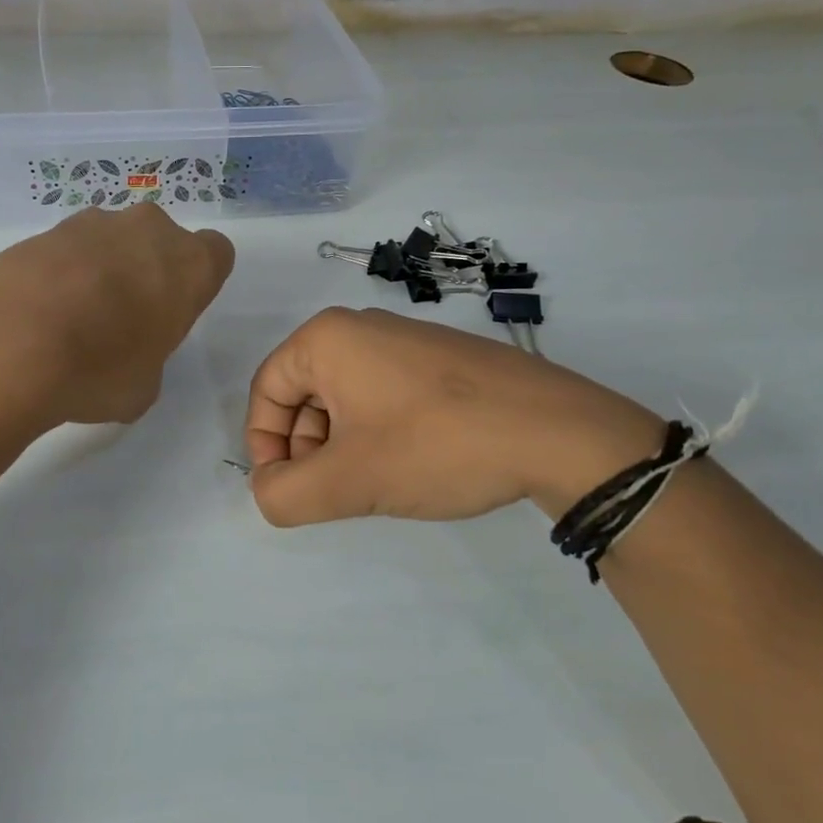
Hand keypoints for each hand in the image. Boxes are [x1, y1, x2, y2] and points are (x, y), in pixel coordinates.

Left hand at [0, 204, 234, 425]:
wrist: (11, 342)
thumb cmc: (99, 368)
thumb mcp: (143, 388)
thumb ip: (148, 360)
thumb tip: (126, 359)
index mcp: (189, 264)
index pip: (216, 254)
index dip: (196, 283)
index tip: (173, 312)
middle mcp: (147, 230)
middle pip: (159, 242)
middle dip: (146, 271)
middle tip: (123, 319)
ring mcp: (91, 223)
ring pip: (111, 241)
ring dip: (101, 270)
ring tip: (72, 319)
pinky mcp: (43, 230)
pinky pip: (66, 250)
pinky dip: (60, 274)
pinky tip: (39, 314)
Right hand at [244, 307, 663, 525]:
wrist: (558, 431)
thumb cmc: (436, 445)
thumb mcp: (348, 481)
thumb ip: (284, 494)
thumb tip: (270, 490)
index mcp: (326, 338)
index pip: (264, 391)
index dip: (264, 447)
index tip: (291, 489)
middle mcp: (360, 327)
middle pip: (302, 395)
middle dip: (307, 450)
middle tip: (336, 493)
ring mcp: (405, 340)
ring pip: (344, 400)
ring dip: (342, 447)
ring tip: (376, 484)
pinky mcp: (439, 360)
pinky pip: (383, 397)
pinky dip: (378, 435)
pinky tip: (411, 465)